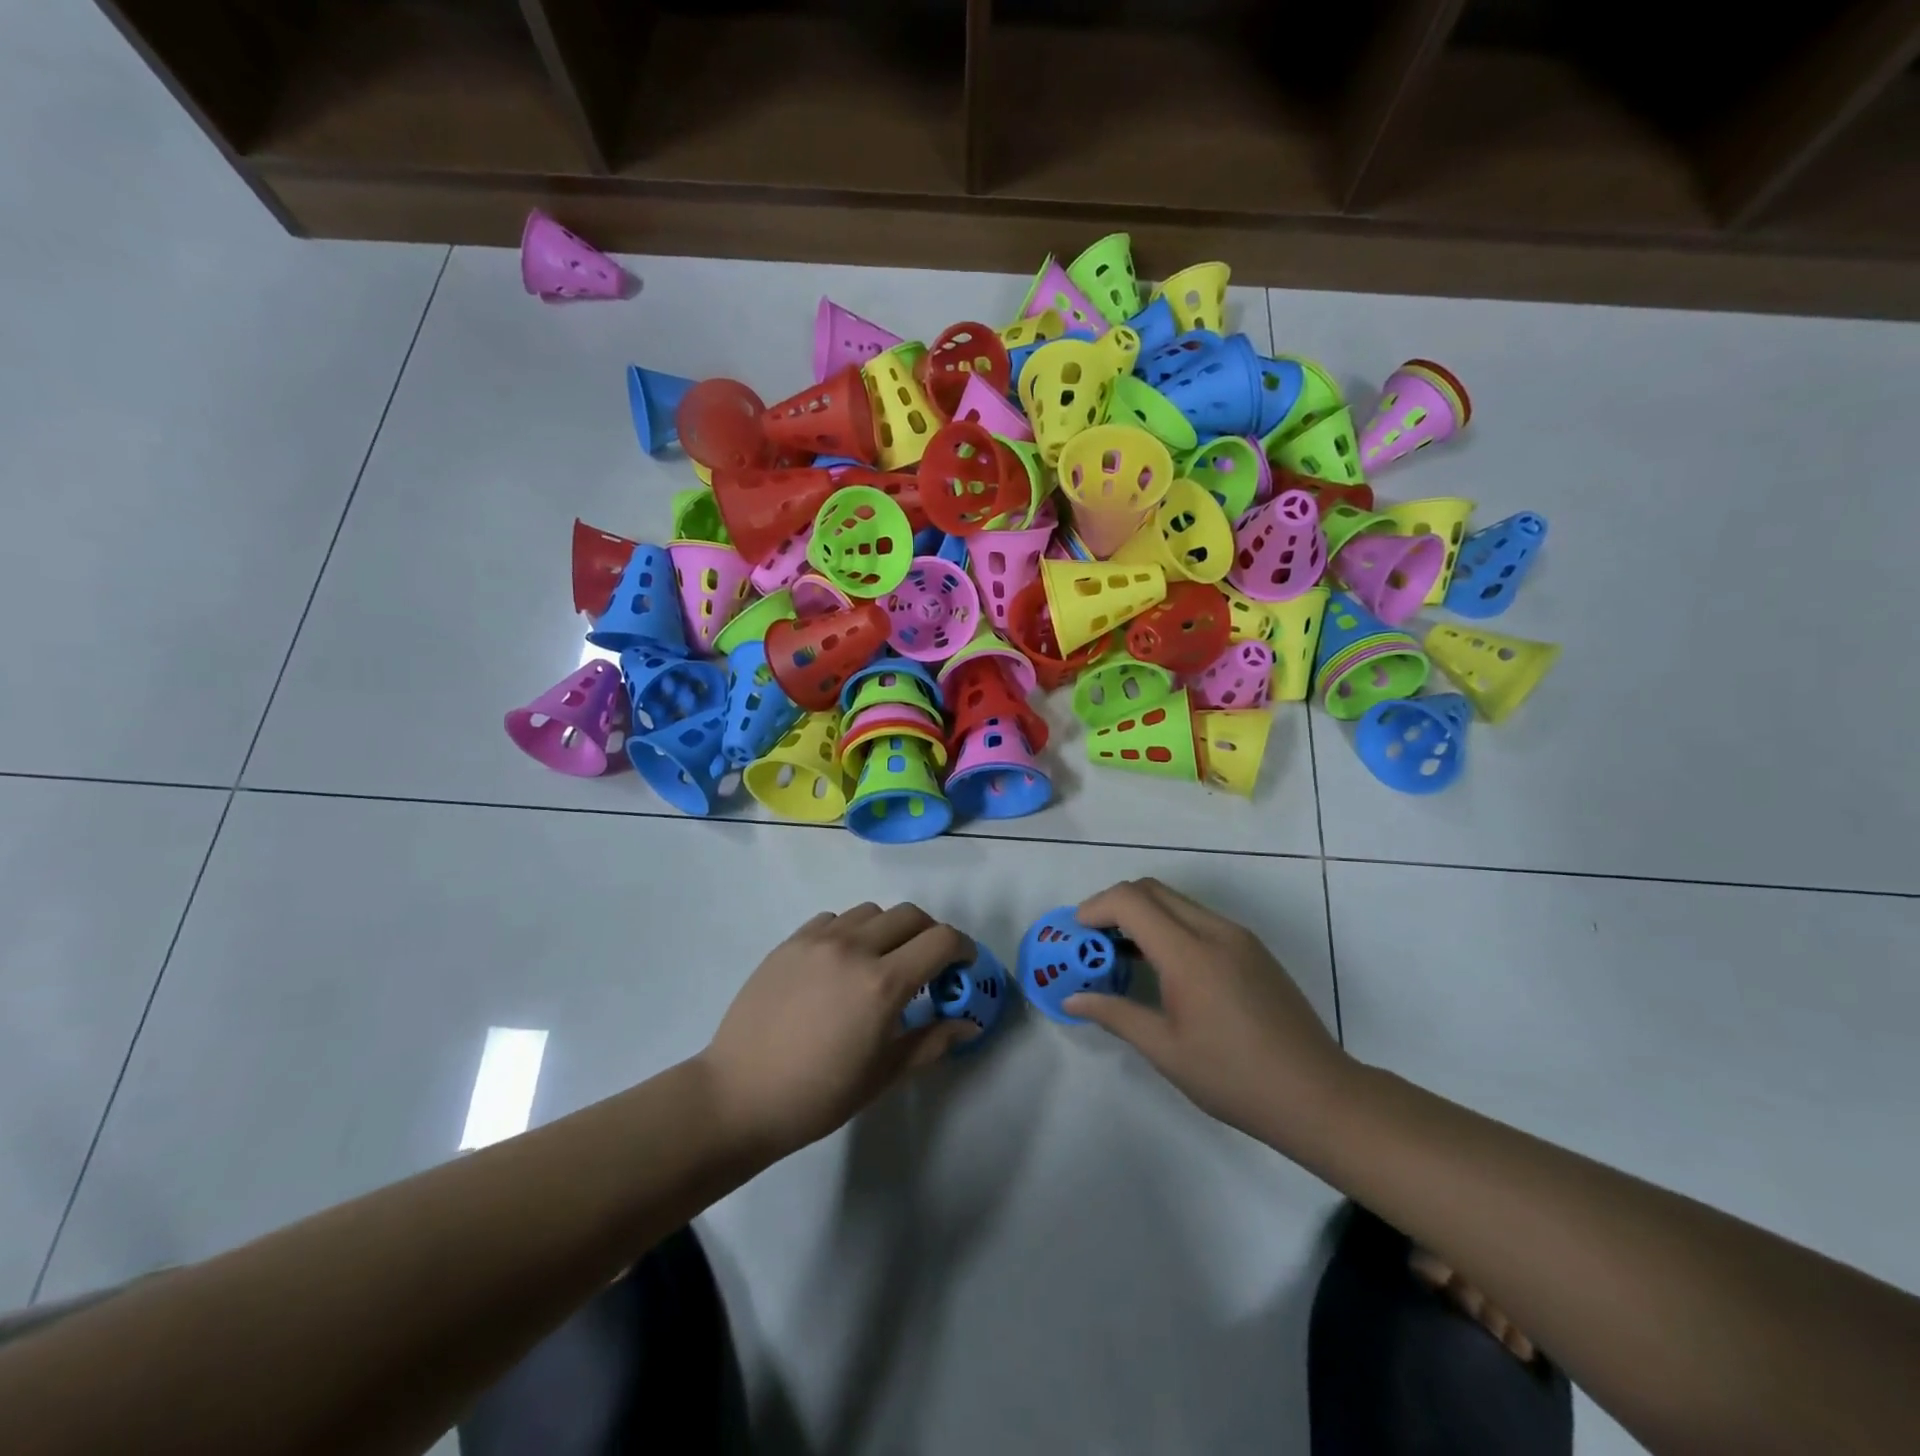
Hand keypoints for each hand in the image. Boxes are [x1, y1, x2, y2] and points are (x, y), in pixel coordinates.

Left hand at [700, 903, 974, 1159]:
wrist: (739, 1095)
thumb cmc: (818, 1096)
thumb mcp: (883, 1075)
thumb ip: (932, 1041)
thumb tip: (969, 1024)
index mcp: (883, 984)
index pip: (941, 940)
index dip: (962, 949)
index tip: (962, 967)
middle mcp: (854, 948)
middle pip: (911, 915)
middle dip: (930, 935)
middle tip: (928, 966)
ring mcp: (818, 940)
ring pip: (871, 911)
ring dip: (889, 930)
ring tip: (881, 962)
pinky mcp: (790, 942)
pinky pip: (833, 919)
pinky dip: (850, 931)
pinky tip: (841, 964)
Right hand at [1064, 879, 1353, 1152]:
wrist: (1318, 1096)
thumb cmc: (1235, 1078)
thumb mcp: (1166, 1051)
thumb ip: (1115, 1015)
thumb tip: (1072, 1000)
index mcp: (1190, 954)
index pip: (1131, 901)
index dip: (1095, 908)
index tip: (1076, 934)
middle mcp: (1214, 931)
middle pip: (1152, 889)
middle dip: (1114, 905)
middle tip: (1094, 941)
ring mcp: (1238, 937)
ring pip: (1177, 901)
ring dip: (1143, 913)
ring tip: (1123, 953)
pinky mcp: (1253, 948)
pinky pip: (1199, 918)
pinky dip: (1169, 925)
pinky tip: (1163, 966)